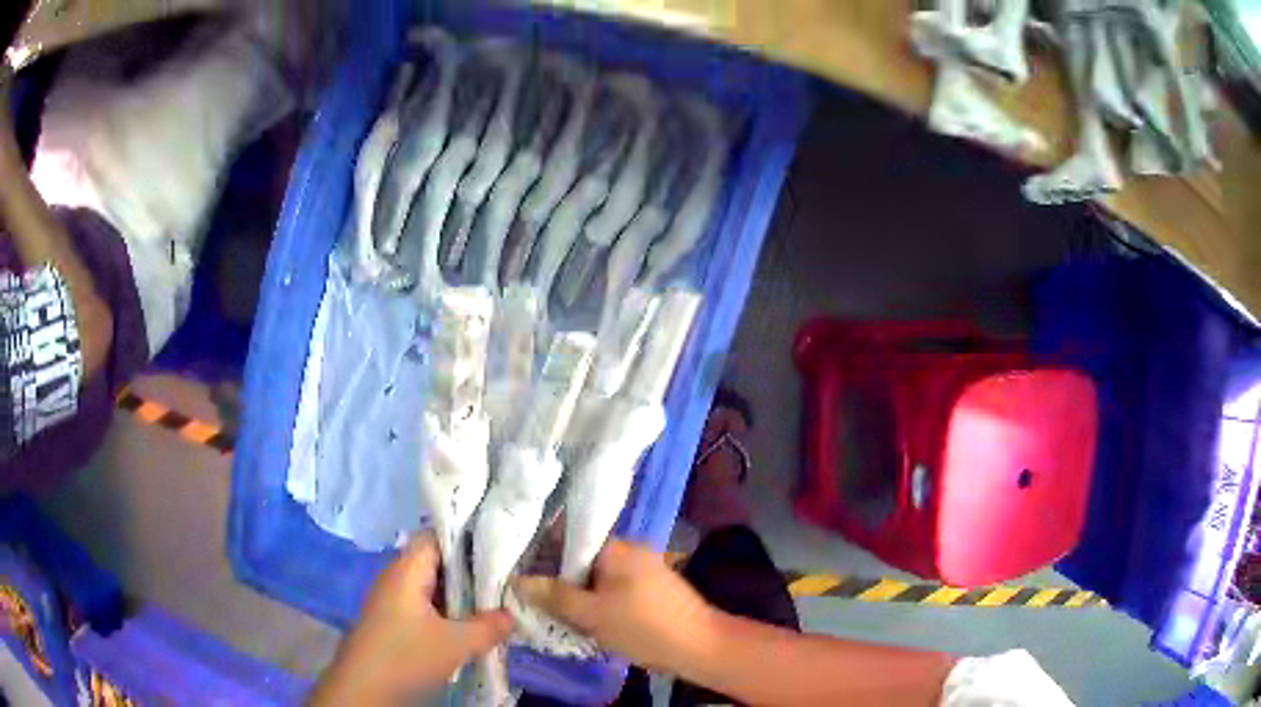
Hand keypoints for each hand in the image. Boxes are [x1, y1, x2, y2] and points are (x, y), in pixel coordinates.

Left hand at [309, 533, 512, 705]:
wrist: (364, 688)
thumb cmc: (406, 656)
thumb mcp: (456, 644)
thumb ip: (488, 626)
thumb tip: (511, 615)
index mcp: (407, 570)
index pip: (437, 537)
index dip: (467, 539)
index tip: (500, 548)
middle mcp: (397, 578)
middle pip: (437, 563)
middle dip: (470, 573)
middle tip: (505, 582)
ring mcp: (393, 601)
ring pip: (433, 588)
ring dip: (460, 598)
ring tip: (494, 606)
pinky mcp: (393, 622)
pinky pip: (426, 607)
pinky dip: (448, 613)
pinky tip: (469, 628)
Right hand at [515, 540, 717, 674]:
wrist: (699, 646)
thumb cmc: (643, 626)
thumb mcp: (592, 614)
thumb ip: (555, 596)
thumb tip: (519, 580)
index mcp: (616, 547)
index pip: (569, 537)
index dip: (542, 552)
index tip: (519, 568)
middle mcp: (631, 551)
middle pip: (582, 559)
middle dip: (559, 578)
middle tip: (532, 596)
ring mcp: (644, 570)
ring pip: (598, 577)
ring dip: (579, 593)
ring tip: (552, 611)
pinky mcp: (652, 590)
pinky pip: (614, 590)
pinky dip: (598, 601)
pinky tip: (584, 619)